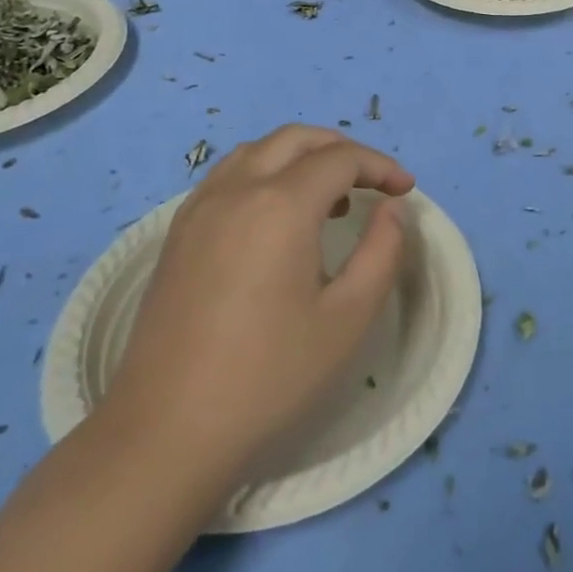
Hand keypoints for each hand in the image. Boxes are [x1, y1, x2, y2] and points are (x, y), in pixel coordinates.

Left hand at [95, 126, 415, 480]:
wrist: (166, 432)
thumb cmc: (269, 376)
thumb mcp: (348, 318)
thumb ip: (382, 252)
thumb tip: (392, 209)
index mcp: (280, 205)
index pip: (340, 159)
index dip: (380, 166)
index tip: (405, 190)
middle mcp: (236, 189)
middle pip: (296, 139)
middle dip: (342, 149)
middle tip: (372, 182)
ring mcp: (199, 208)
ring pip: (258, 151)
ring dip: (300, 157)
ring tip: (328, 198)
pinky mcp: (178, 232)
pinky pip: (228, 175)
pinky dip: (265, 172)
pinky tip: (276, 217)